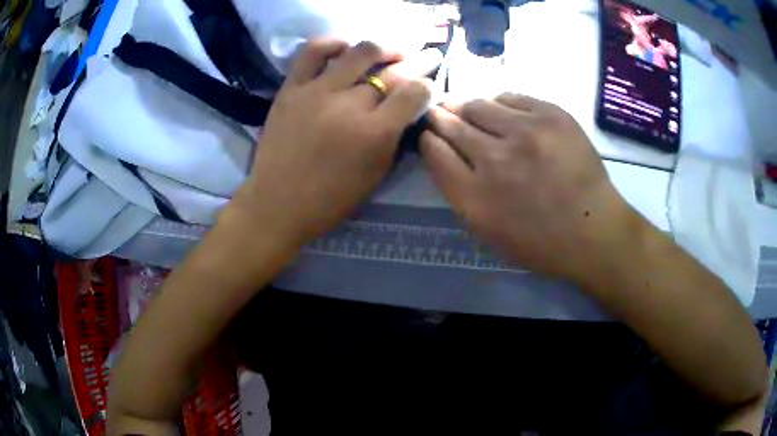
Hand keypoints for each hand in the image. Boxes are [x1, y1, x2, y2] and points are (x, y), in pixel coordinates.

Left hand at [229, 39, 437, 244]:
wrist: (277, 204)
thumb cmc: (330, 199)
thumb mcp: (375, 175)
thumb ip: (394, 138)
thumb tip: (406, 110)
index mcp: (374, 133)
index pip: (413, 93)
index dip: (426, 86)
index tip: (428, 86)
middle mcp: (349, 104)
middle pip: (391, 72)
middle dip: (415, 63)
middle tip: (425, 59)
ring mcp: (317, 91)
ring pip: (358, 53)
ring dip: (382, 48)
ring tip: (389, 51)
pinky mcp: (291, 88)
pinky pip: (312, 52)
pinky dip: (331, 43)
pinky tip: (344, 48)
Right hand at [421, 94, 637, 281]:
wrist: (594, 230)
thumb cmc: (540, 240)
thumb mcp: (488, 231)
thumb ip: (459, 191)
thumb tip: (442, 149)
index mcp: (476, 198)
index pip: (434, 152)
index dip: (427, 138)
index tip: (429, 133)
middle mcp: (495, 160)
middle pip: (451, 124)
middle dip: (440, 116)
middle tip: (440, 112)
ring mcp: (526, 133)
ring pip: (477, 105)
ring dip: (466, 106)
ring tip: (469, 109)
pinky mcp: (551, 115)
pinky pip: (510, 97)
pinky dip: (499, 103)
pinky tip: (503, 112)